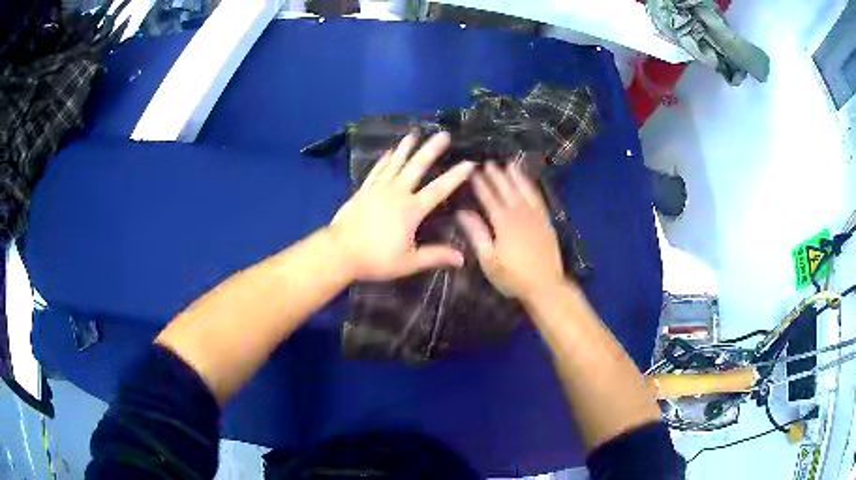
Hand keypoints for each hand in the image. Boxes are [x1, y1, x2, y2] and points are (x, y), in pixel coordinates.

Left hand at [329, 132, 474, 280]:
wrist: (340, 252)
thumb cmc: (375, 258)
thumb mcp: (408, 262)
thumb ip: (435, 256)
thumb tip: (461, 258)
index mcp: (411, 210)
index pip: (439, 189)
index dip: (455, 176)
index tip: (469, 163)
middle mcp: (397, 193)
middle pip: (417, 167)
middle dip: (431, 150)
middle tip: (443, 135)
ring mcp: (378, 189)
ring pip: (395, 163)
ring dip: (406, 148)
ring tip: (415, 134)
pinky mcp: (363, 191)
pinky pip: (376, 171)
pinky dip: (384, 160)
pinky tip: (388, 152)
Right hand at [456, 162, 565, 300]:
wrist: (546, 286)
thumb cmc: (512, 277)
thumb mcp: (489, 259)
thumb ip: (477, 234)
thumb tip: (462, 213)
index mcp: (503, 223)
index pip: (489, 198)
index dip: (481, 185)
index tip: (473, 172)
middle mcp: (520, 215)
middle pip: (507, 191)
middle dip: (497, 176)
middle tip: (489, 162)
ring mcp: (536, 217)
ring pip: (525, 191)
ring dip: (516, 177)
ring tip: (510, 164)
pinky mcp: (546, 222)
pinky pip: (539, 199)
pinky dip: (533, 189)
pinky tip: (529, 184)